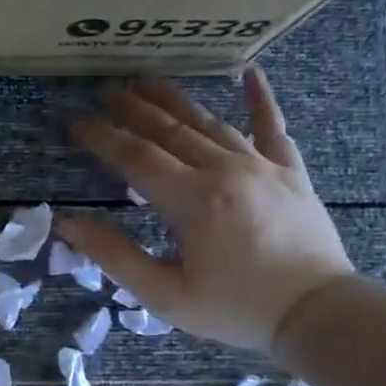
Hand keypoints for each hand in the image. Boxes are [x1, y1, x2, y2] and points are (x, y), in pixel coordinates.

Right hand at [56, 69, 352, 351]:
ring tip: (148, 80)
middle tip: (105, 91)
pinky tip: (249, 72)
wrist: (317, 313)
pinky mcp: (291, 171)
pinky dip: (261, 98)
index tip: (76, 122)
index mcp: (192, 200)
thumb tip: (68, 224)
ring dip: (175, 100)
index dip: (102, 137)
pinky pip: (273, 127)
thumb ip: (115, 256)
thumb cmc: (235, 309)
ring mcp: (262, 166)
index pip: (135, 157)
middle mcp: (225, 170)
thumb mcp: (165, 295)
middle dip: (133, 109)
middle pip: (169, 130)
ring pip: (210, 122)